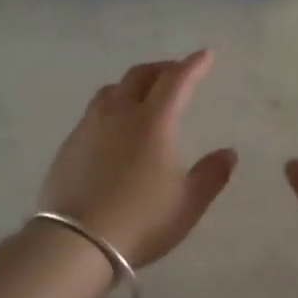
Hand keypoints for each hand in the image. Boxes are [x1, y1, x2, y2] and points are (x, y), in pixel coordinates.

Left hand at [39, 51, 237, 267]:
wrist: (76, 242)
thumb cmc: (141, 221)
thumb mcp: (187, 204)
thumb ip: (211, 175)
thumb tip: (228, 152)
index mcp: (153, 123)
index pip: (176, 81)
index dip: (193, 65)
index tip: (205, 55)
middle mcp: (120, 115)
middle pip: (140, 76)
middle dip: (162, 68)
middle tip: (176, 72)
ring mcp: (90, 127)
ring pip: (112, 90)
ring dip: (133, 84)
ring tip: (143, 95)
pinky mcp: (69, 145)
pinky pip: (94, 112)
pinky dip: (112, 107)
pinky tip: (114, 127)